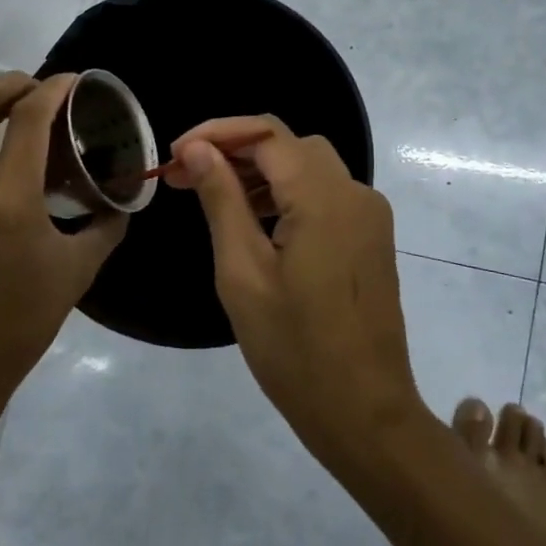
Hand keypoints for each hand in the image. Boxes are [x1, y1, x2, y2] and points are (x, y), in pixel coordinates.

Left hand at [0, 72, 126, 416]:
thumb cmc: (21, 324)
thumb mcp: (77, 273)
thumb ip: (104, 227)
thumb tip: (119, 199)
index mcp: (10, 201)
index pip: (29, 119)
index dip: (54, 89)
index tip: (76, 81)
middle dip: (10, 83)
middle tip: (41, 93)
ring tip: (13, 121)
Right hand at [166, 116, 419, 454]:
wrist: (365, 412)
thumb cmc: (294, 349)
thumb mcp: (243, 273)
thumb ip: (222, 201)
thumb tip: (196, 149)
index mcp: (323, 198)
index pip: (266, 133)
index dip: (216, 133)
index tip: (174, 156)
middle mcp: (355, 192)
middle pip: (289, 144)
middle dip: (235, 150)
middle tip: (185, 177)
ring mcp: (369, 215)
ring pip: (308, 166)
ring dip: (259, 170)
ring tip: (211, 195)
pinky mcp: (371, 237)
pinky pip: (325, 194)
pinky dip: (287, 192)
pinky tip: (254, 219)